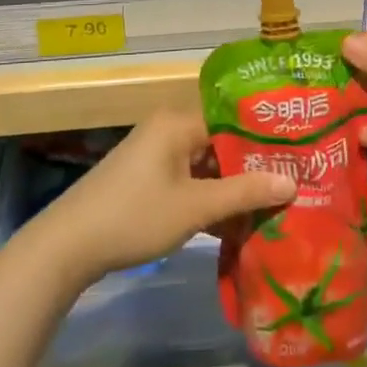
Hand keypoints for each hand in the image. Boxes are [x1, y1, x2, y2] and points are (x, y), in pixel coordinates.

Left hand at [29, 109, 294, 286]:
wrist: (68, 246)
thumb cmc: (135, 216)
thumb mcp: (195, 206)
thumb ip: (244, 192)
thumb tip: (293, 182)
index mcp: (179, 123)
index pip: (235, 119)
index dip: (267, 138)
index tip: (299, 155)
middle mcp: (168, 130)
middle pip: (222, 143)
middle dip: (254, 167)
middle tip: (294, 184)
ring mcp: (156, 155)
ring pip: (207, 166)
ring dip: (233, 188)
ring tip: (274, 206)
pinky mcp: (147, 179)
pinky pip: (190, 181)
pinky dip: (210, 200)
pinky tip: (236, 226)